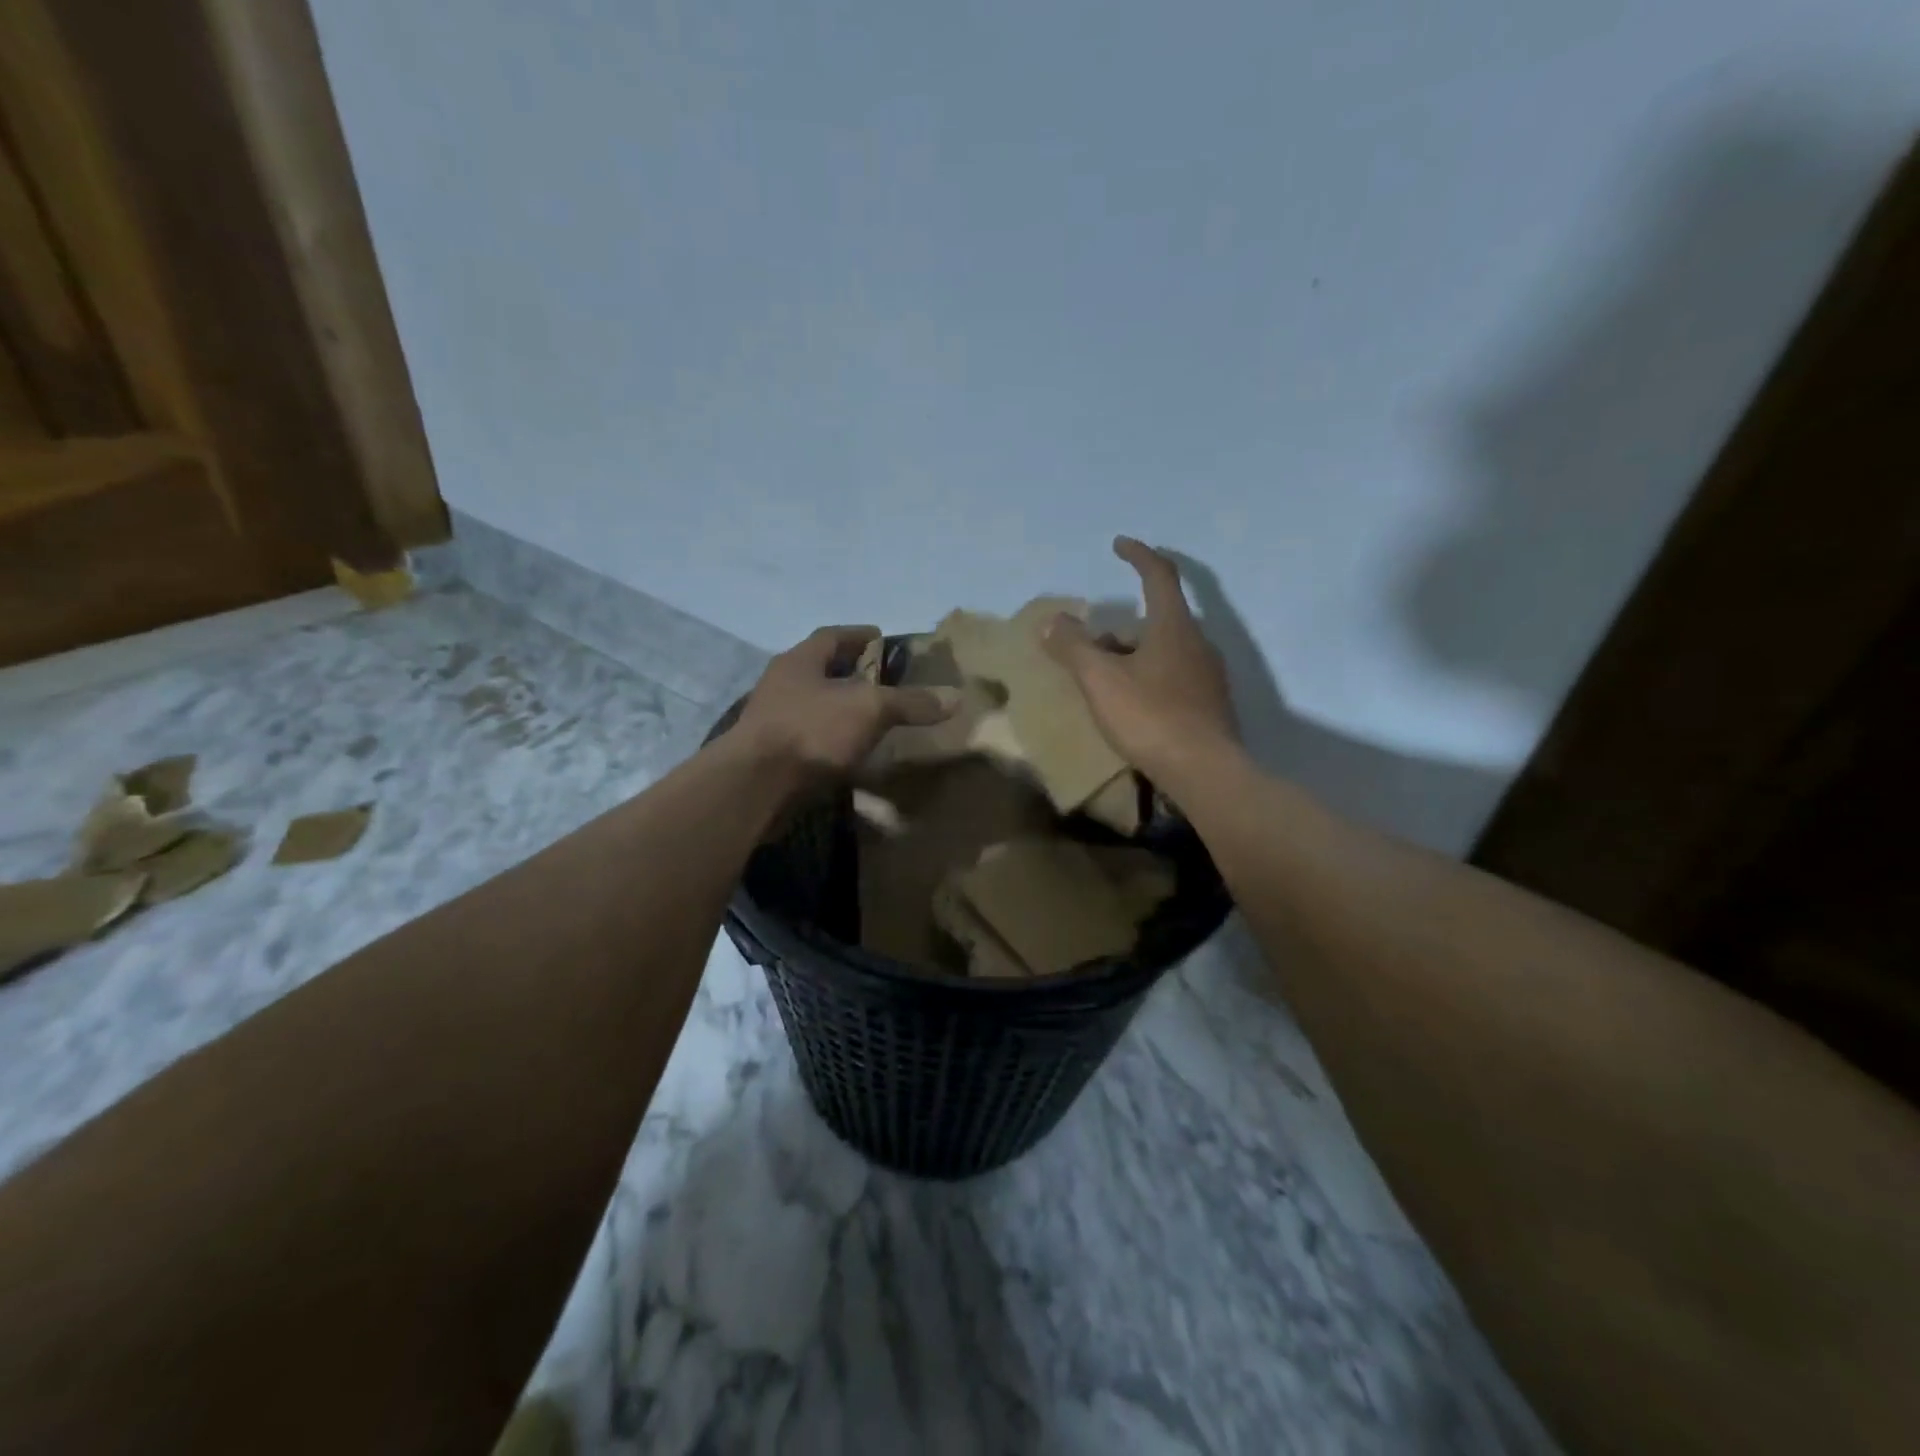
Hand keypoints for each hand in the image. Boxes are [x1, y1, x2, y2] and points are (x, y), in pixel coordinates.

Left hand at [731, 626, 954, 782]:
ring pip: (815, 706)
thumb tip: (955, 697)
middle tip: (885, 681)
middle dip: (852, 673)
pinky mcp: (773, 754)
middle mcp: (783, 684)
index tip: (882, 639)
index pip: (832, 635)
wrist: (756, 786)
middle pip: (822, 670)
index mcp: (800, 660)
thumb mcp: (870, 709)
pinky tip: (853, 752)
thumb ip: (910, 702)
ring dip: (841, 709)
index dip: (859, 634)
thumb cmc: (812, 730)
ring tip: (874, 718)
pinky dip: (833, 740)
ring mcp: (774, 720)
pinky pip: (811, 738)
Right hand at [1043, 538, 1238, 781]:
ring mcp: (1208, 676)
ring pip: (1165, 651)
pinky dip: (1148, 678)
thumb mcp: (1100, 680)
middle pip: (1159, 618)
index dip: (1139, 554)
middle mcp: (1198, 643)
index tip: (1119, 544)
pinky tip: (1131, 706)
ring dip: (1134, 654)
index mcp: (1174, 626)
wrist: (1205, 773)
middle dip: (1122, 625)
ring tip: (1103, 679)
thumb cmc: (1150, 717)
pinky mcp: (1210, 705)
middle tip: (1091, 643)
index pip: (1160, 574)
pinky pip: (1174, 677)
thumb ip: (1073, 647)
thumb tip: (1052, 621)